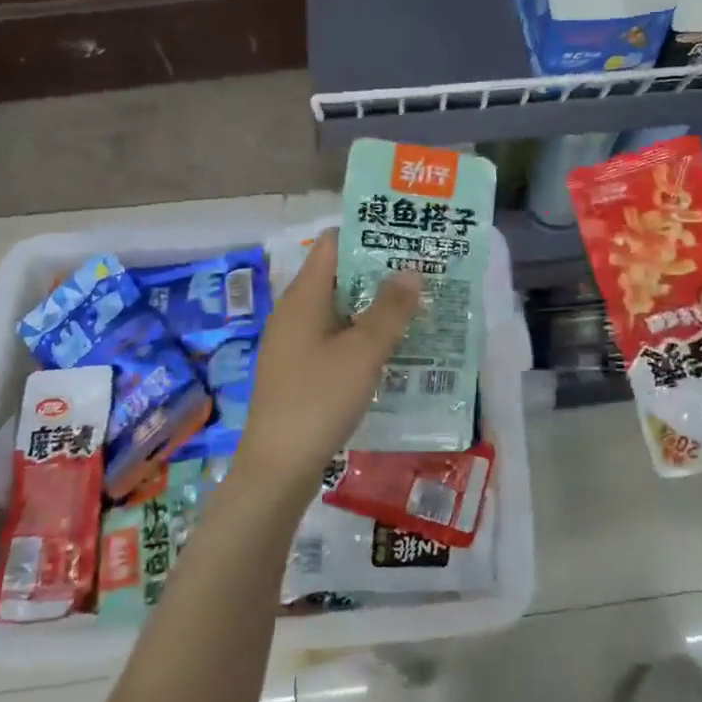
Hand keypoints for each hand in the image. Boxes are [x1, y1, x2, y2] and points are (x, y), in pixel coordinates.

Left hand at [235, 229, 420, 498]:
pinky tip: (390, 349)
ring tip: (416, 307)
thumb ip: (390, 309)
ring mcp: (294, 342)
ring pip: (339, 309)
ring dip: (374, 306)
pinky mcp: (299, 369)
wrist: (278, 467)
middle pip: (338, 275)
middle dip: (379, 272)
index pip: (332, 243)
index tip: (406, 238)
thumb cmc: (319, 399)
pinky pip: (334, 337)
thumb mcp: (363, 352)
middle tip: (423, 273)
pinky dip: (361, 334)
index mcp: (304, 297)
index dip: (367, 234)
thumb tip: (410, 270)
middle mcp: (295, 312)